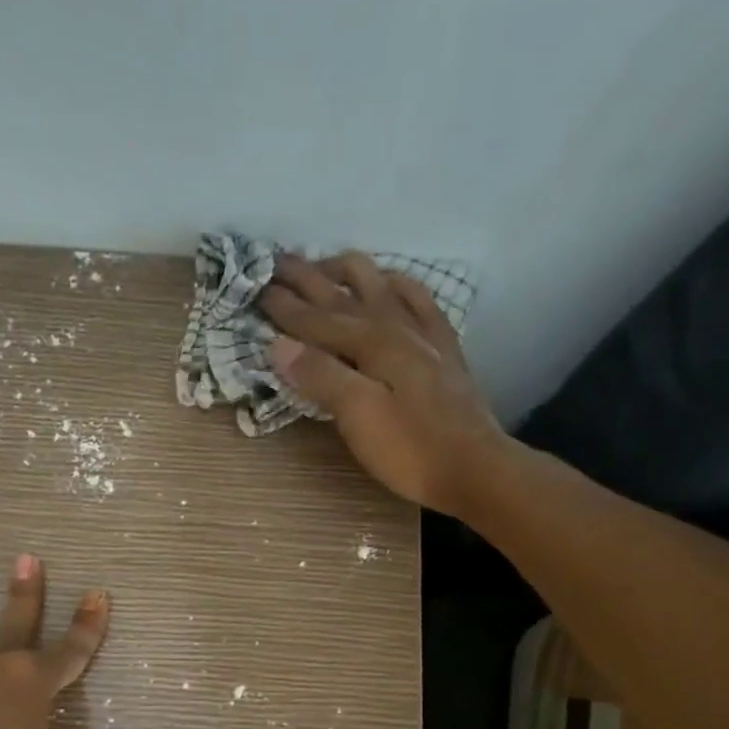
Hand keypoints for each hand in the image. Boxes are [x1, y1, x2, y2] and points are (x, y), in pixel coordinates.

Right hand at [259, 251, 508, 515]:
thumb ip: (320, 376)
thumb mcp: (358, 417)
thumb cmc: (410, 449)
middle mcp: (393, 326)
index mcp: (368, 343)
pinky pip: (417, 299)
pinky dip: (397, 284)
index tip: (253, 288)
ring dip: (347, 271)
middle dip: (307, 277)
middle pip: (342, 294)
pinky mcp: (442, 347)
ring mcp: (422, 333)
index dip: (283, 306)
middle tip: (276, 261)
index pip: (314, 319)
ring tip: (324, 265)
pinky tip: (389, 283)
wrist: (475, 467)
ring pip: (379, 285)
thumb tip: (278, 344)